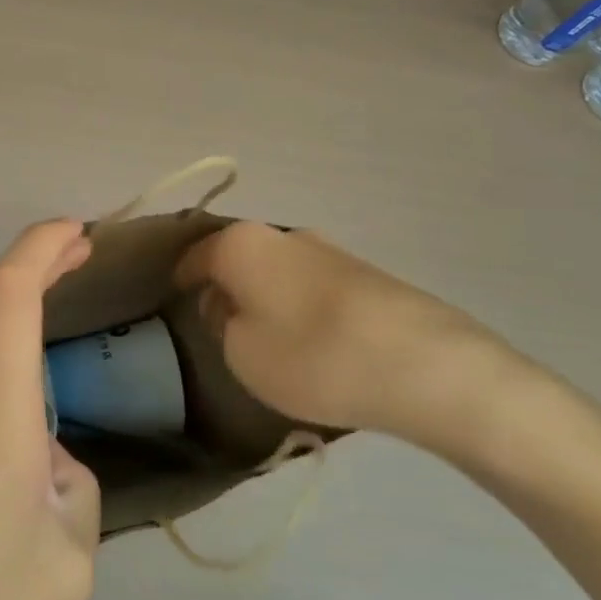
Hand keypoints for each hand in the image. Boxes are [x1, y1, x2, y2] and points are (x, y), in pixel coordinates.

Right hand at [174, 221, 531, 449]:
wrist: (426, 365)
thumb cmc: (312, 355)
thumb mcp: (242, 352)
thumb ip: (223, 324)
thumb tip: (228, 305)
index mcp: (242, 244)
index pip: (194, 256)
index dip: (180, 281)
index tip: (174, 303)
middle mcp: (283, 234)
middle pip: (239, 258)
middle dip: (226, 287)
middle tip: (221, 327)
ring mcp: (329, 250)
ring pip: (277, 271)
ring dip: (266, 297)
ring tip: (269, 339)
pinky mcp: (366, 274)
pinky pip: (312, 286)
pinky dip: (301, 306)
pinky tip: (313, 341)